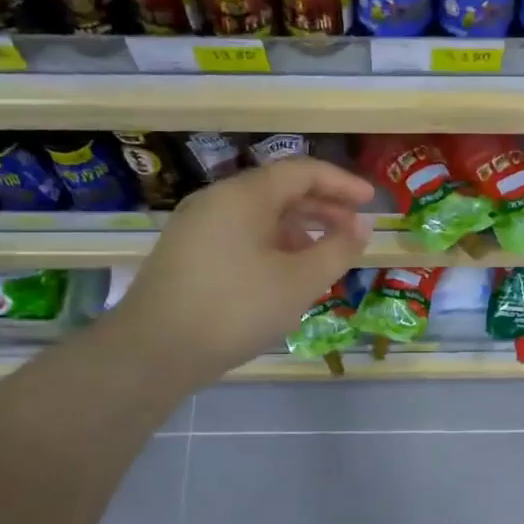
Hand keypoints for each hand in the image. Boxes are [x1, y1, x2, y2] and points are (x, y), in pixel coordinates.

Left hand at [108, 157, 372, 389]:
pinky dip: (270, 244)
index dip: (341, 183)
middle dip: (321, 207)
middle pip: (279, 191)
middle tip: (353, 229)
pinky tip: (283, 275)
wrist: (152, 352)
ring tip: (323, 256)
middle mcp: (217, 200)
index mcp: (244, 195)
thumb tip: (361, 226)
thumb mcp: (299, 281)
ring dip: (297, 229)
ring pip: (258, 215)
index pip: (302, 172)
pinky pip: (239, 235)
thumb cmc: (235, 309)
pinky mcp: (186, 253)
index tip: (371, 201)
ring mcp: (196, 226)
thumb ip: (337, 249)